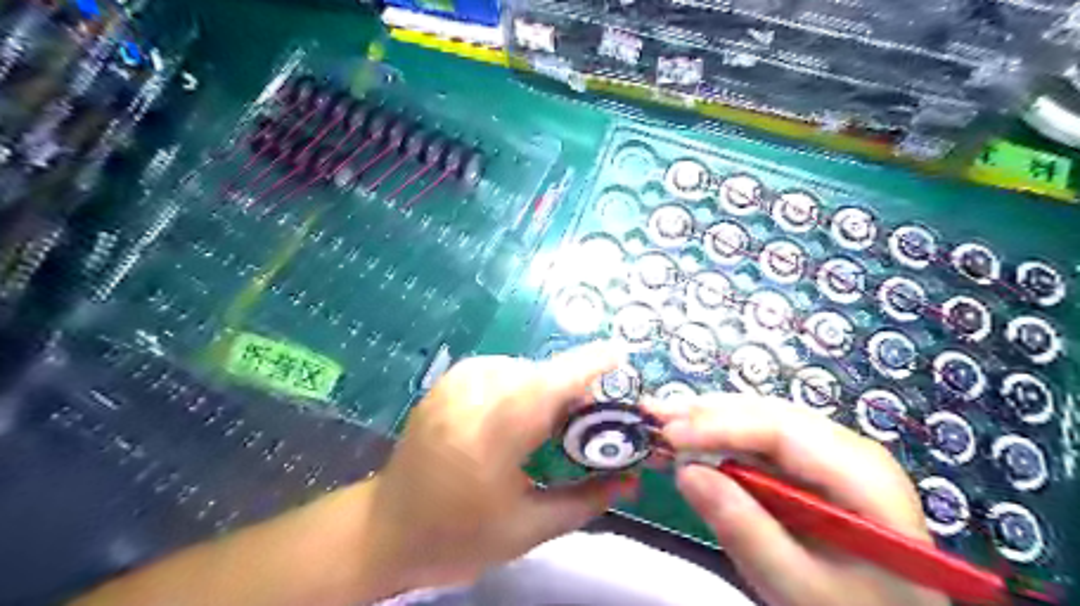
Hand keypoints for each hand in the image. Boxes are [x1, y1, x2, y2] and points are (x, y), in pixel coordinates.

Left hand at [364, 344, 634, 593]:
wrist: (386, 529)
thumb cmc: (458, 536)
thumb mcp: (528, 529)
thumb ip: (585, 500)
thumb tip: (631, 481)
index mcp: (489, 439)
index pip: (546, 388)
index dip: (586, 366)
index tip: (620, 354)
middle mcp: (469, 399)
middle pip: (539, 375)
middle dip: (572, 389)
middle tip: (589, 419)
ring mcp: (453, 385)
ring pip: (521, 369)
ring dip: (545, 388)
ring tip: (550, 423)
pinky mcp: (445, 382)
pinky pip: (500, 369)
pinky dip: (521, 384)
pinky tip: (518, 412)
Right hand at [643, 395, 947, 605]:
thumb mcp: (799, 587)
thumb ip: (745, 529)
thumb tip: (686, 472)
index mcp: (862, 475)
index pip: (781, 430)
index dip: (719, 425)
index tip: (669, 434)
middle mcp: (848, 448)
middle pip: (768, 414)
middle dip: (706, 413)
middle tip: (653, 414)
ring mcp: (830, 453)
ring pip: (760, 420)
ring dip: (708, 419)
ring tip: (663, 418)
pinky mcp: (810, 465)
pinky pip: (760, 440)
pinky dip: (720, 437)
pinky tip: (691, 437)